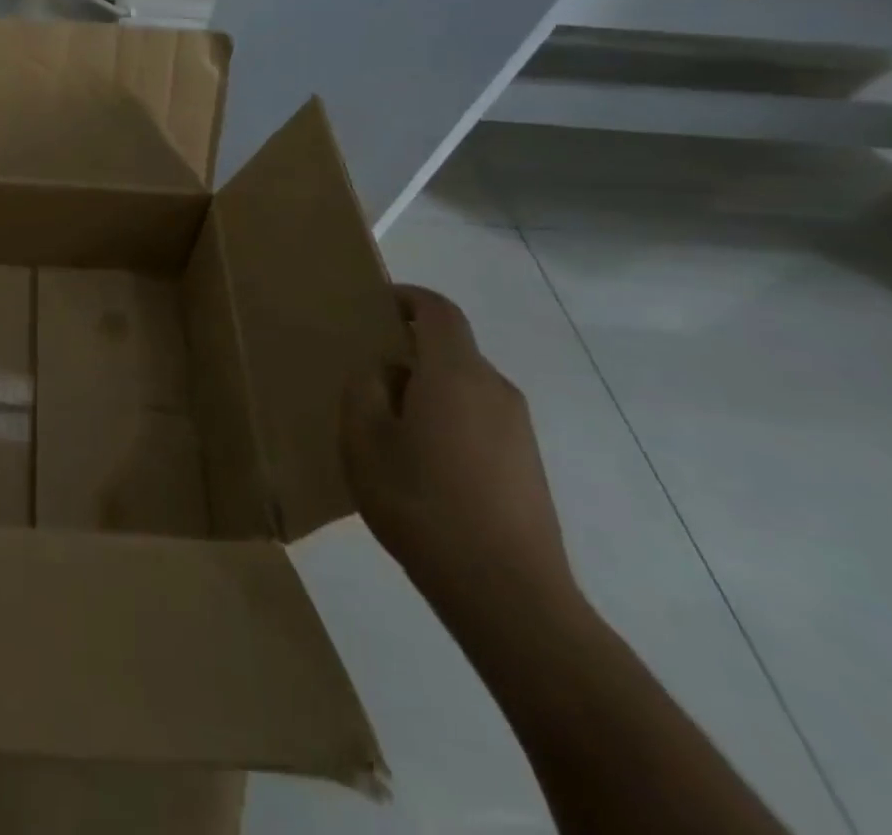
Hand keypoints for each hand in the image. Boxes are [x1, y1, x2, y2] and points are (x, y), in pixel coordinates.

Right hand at [340, 285, 576, 621]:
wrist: (507, 594)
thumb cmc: (422, 503)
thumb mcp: (364, 439)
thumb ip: (364, 389)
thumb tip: (382, 371)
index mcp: (455, 373)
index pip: (438, 311)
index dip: (407, 297)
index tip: (375, 305)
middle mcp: (494, 389)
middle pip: (450, 348)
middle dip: (408, 350)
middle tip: (366, 375)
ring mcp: (518, 428)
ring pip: (463, 385)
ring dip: (426, 389)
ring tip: (388, 425)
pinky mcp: (527, 463)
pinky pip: (479, 417)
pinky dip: (447, 418)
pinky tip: (422, 462)